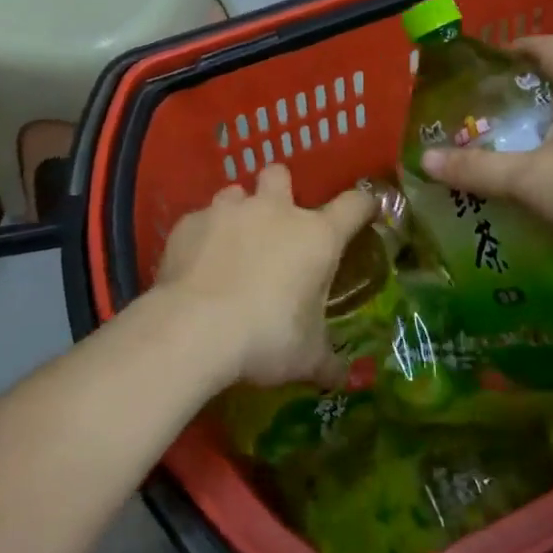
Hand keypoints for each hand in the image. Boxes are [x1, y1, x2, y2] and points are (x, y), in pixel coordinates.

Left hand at [154, 164, 376, 389]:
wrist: (194, 328)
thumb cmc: (266, 337)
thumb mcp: (306, 358)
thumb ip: (327, 361)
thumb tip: (342, 377)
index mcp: (315, 236)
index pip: (353, 204)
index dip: (362, 205)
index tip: (363, 213)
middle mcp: (273, 211)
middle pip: (281, 174)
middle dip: (280, 190)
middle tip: (276, 225)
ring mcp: (228, 211)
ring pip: (235, 192)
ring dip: (238, 212)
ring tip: (231, 245)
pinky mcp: (189, 222)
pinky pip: (200, 220)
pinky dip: (203, 237)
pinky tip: (197, 265)